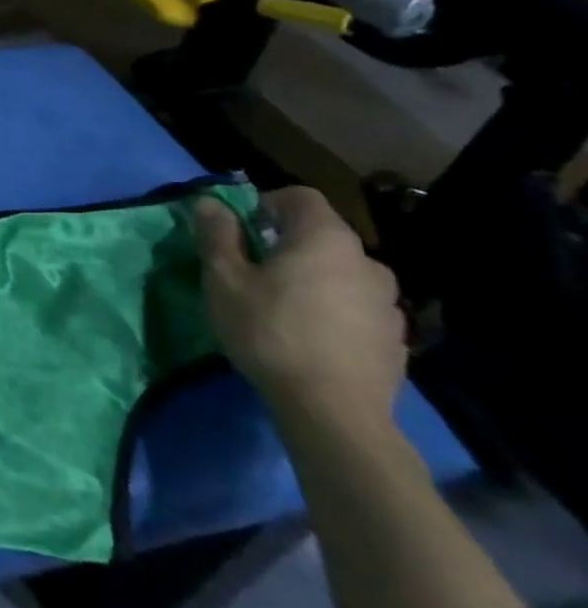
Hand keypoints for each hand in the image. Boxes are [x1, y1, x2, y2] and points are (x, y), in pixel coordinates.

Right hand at [197, 186, 406, 435]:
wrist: (334, 411)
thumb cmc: (269, 331)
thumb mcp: (224, 279)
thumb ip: (218, 235)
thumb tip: (211, 203)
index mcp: (325, 239)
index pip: (300, 197)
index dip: (265, 202)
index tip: (240, 229)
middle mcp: (367, 261)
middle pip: (321, 234)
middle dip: (286, 242)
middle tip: (251, 269)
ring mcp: (388, 302)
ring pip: (340, 271)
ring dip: (311, 276)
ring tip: (280, 305)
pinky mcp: (395, 337)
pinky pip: (355, 305)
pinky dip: (331, 307)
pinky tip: (307, 335)